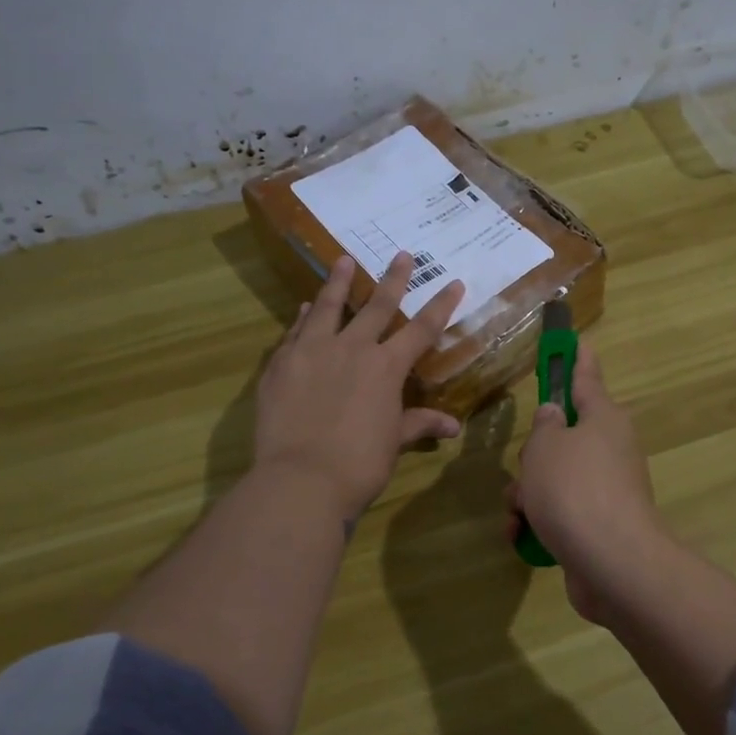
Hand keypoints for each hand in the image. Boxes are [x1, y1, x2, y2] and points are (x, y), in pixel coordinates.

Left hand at [254, 253, 464, 518]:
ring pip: (329, 307)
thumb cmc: (359, 464)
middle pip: (377, 306)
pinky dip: (304, 318)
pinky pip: (296, 332)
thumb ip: (418, 424)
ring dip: (338, 282)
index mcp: (386, 367)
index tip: (455, 282)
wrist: (301, 479)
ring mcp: (313, 352)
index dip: (441, 305)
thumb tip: (452, 427)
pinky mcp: (281, 364)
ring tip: (343, 260)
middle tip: (402, 255)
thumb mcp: (393, 442)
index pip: (422, 330)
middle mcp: (352, 349)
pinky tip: (305, 308)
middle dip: (393, 279)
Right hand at [506, 345, 669, 622]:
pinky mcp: (598, 524)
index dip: (576, 358)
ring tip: (519, 512)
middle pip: (562, 437)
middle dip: (533, 456)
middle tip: (525, 469)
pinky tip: (522, 536)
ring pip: (555, 477)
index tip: (576, 340)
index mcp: (603, 418)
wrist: (612, 563)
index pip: (586, 377)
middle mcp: (610, 448)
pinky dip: (539, 521)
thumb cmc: (574, 489)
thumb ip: (544, 426)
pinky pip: (560, 511)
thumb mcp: (545, 447)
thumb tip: (554, 417)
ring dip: (528, 493)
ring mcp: (606, 489)